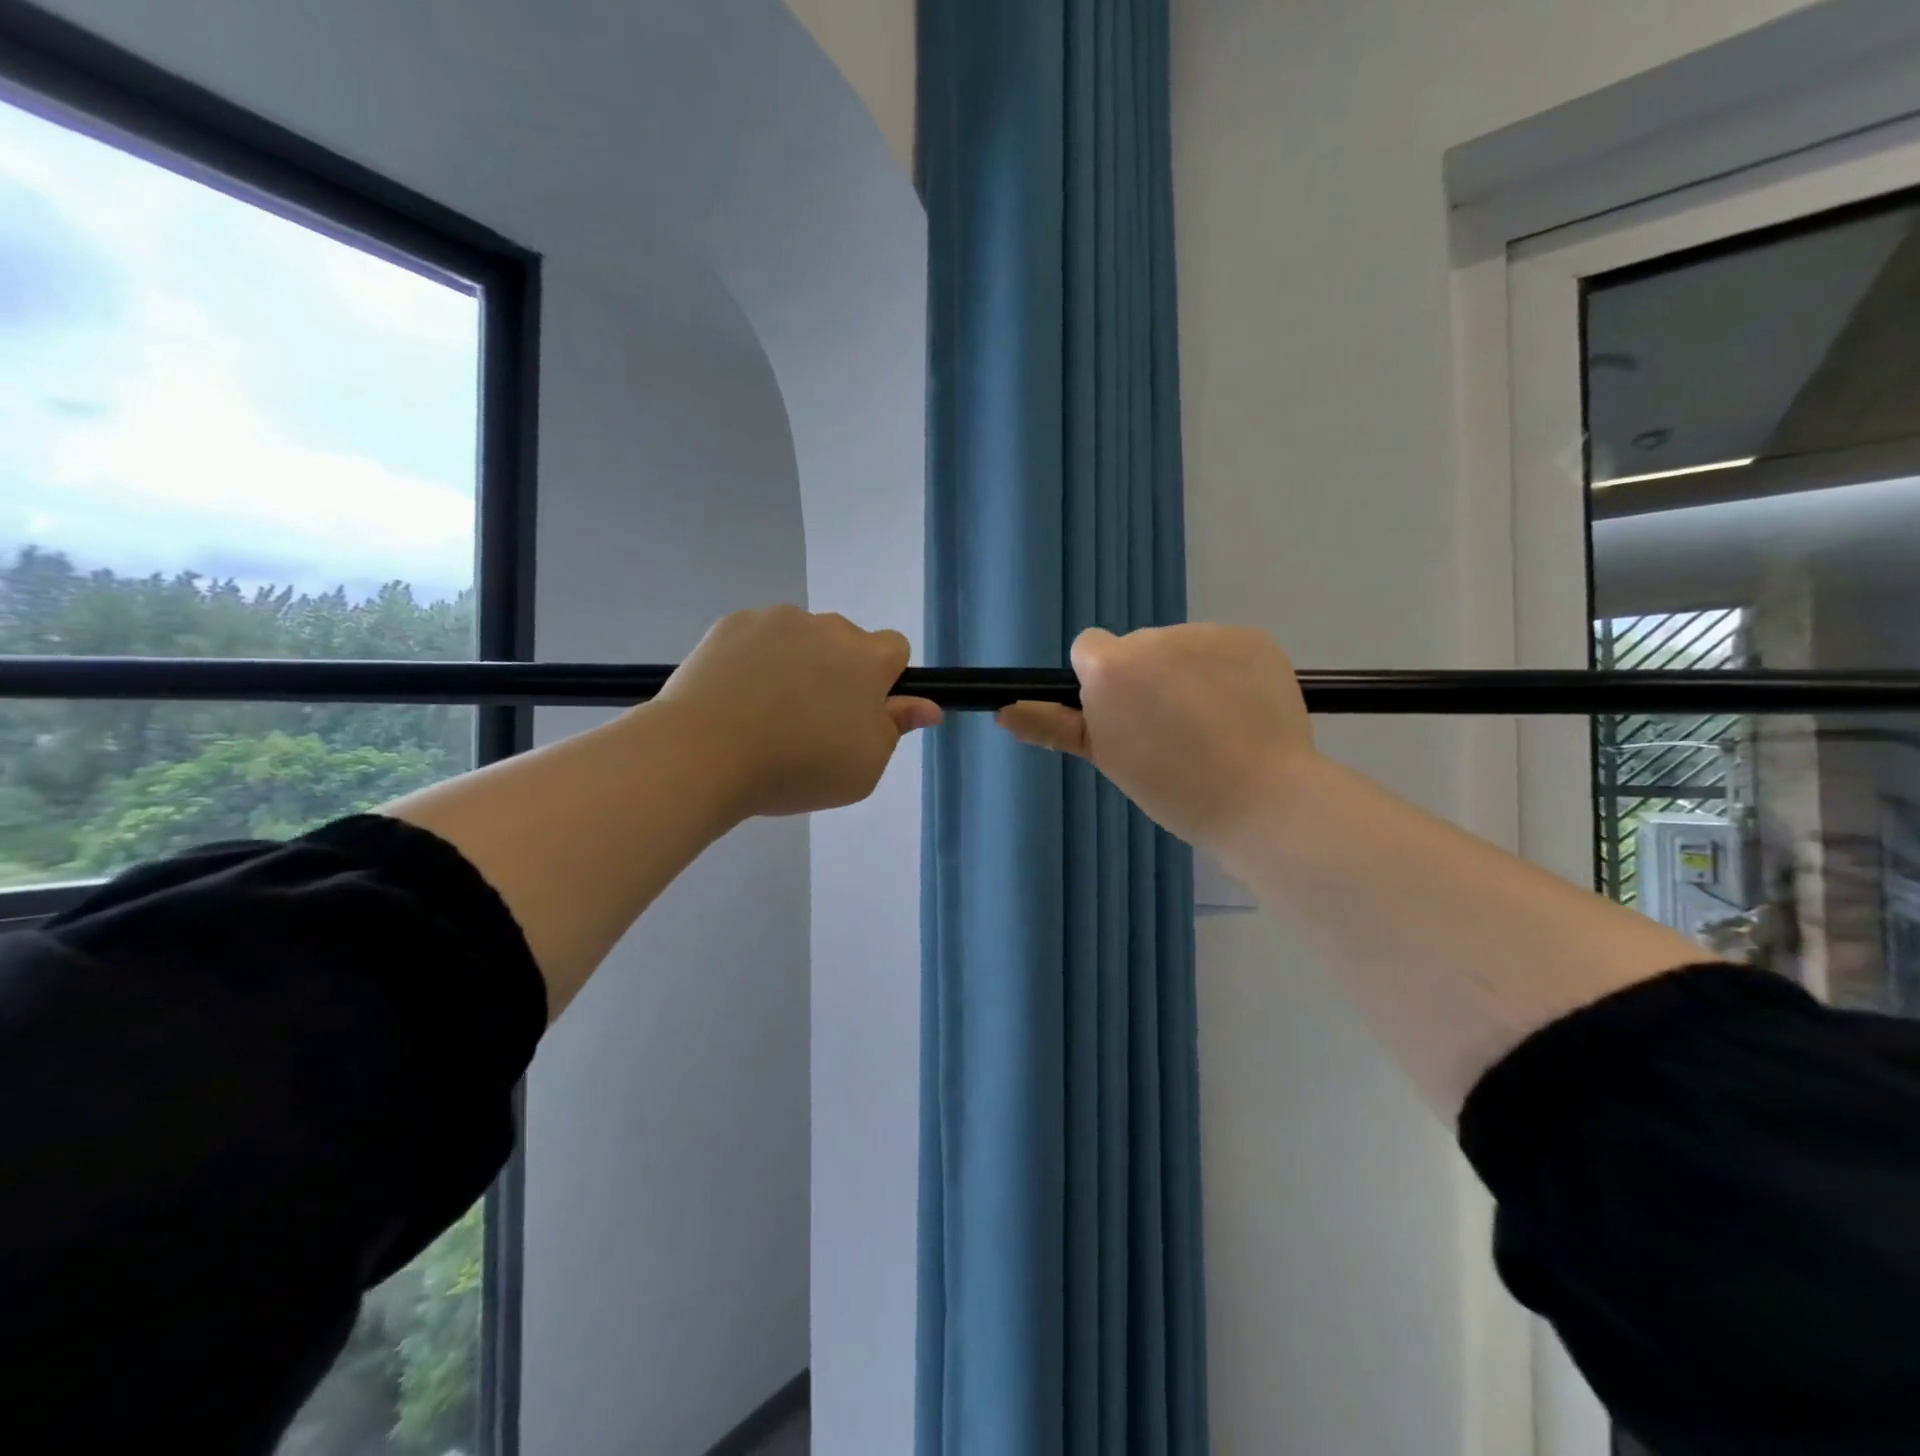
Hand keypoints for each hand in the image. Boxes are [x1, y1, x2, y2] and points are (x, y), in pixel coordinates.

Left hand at [658, 605, 941, 818]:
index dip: (884, 681)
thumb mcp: (865, 766)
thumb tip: (929, 707)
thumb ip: (898, 728)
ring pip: (802, 639)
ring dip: (797, 664)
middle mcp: (827, 626)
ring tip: (766, 711)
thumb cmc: (798, 767)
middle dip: (838, 672)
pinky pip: (759, 637)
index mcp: (867, 658)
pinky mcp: (732, 622)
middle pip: (846, 643)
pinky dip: (756, 660)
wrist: (704, 753)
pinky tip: (736, 696)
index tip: (860, 713)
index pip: (895, 649)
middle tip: (810, 721)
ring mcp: (776, 619)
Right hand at [996, 624, 1314, 846]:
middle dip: (1144, 678)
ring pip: (1180, 647)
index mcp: (1111, 666)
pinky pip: (1222, 647)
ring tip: (1211, 724)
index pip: (1089, 649)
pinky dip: (1226, 670)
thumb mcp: (1106, 758)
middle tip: (1169, 731)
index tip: (1123, 719)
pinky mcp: (1252, 636)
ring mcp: (1209, 633)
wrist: (1262, 799)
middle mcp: (1155, 637)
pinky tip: (1240, 708)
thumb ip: (1053, 726)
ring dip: (1185, 673)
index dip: (1103, 685)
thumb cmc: (1172, 788)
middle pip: (1136, 648)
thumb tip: (1004, 712)